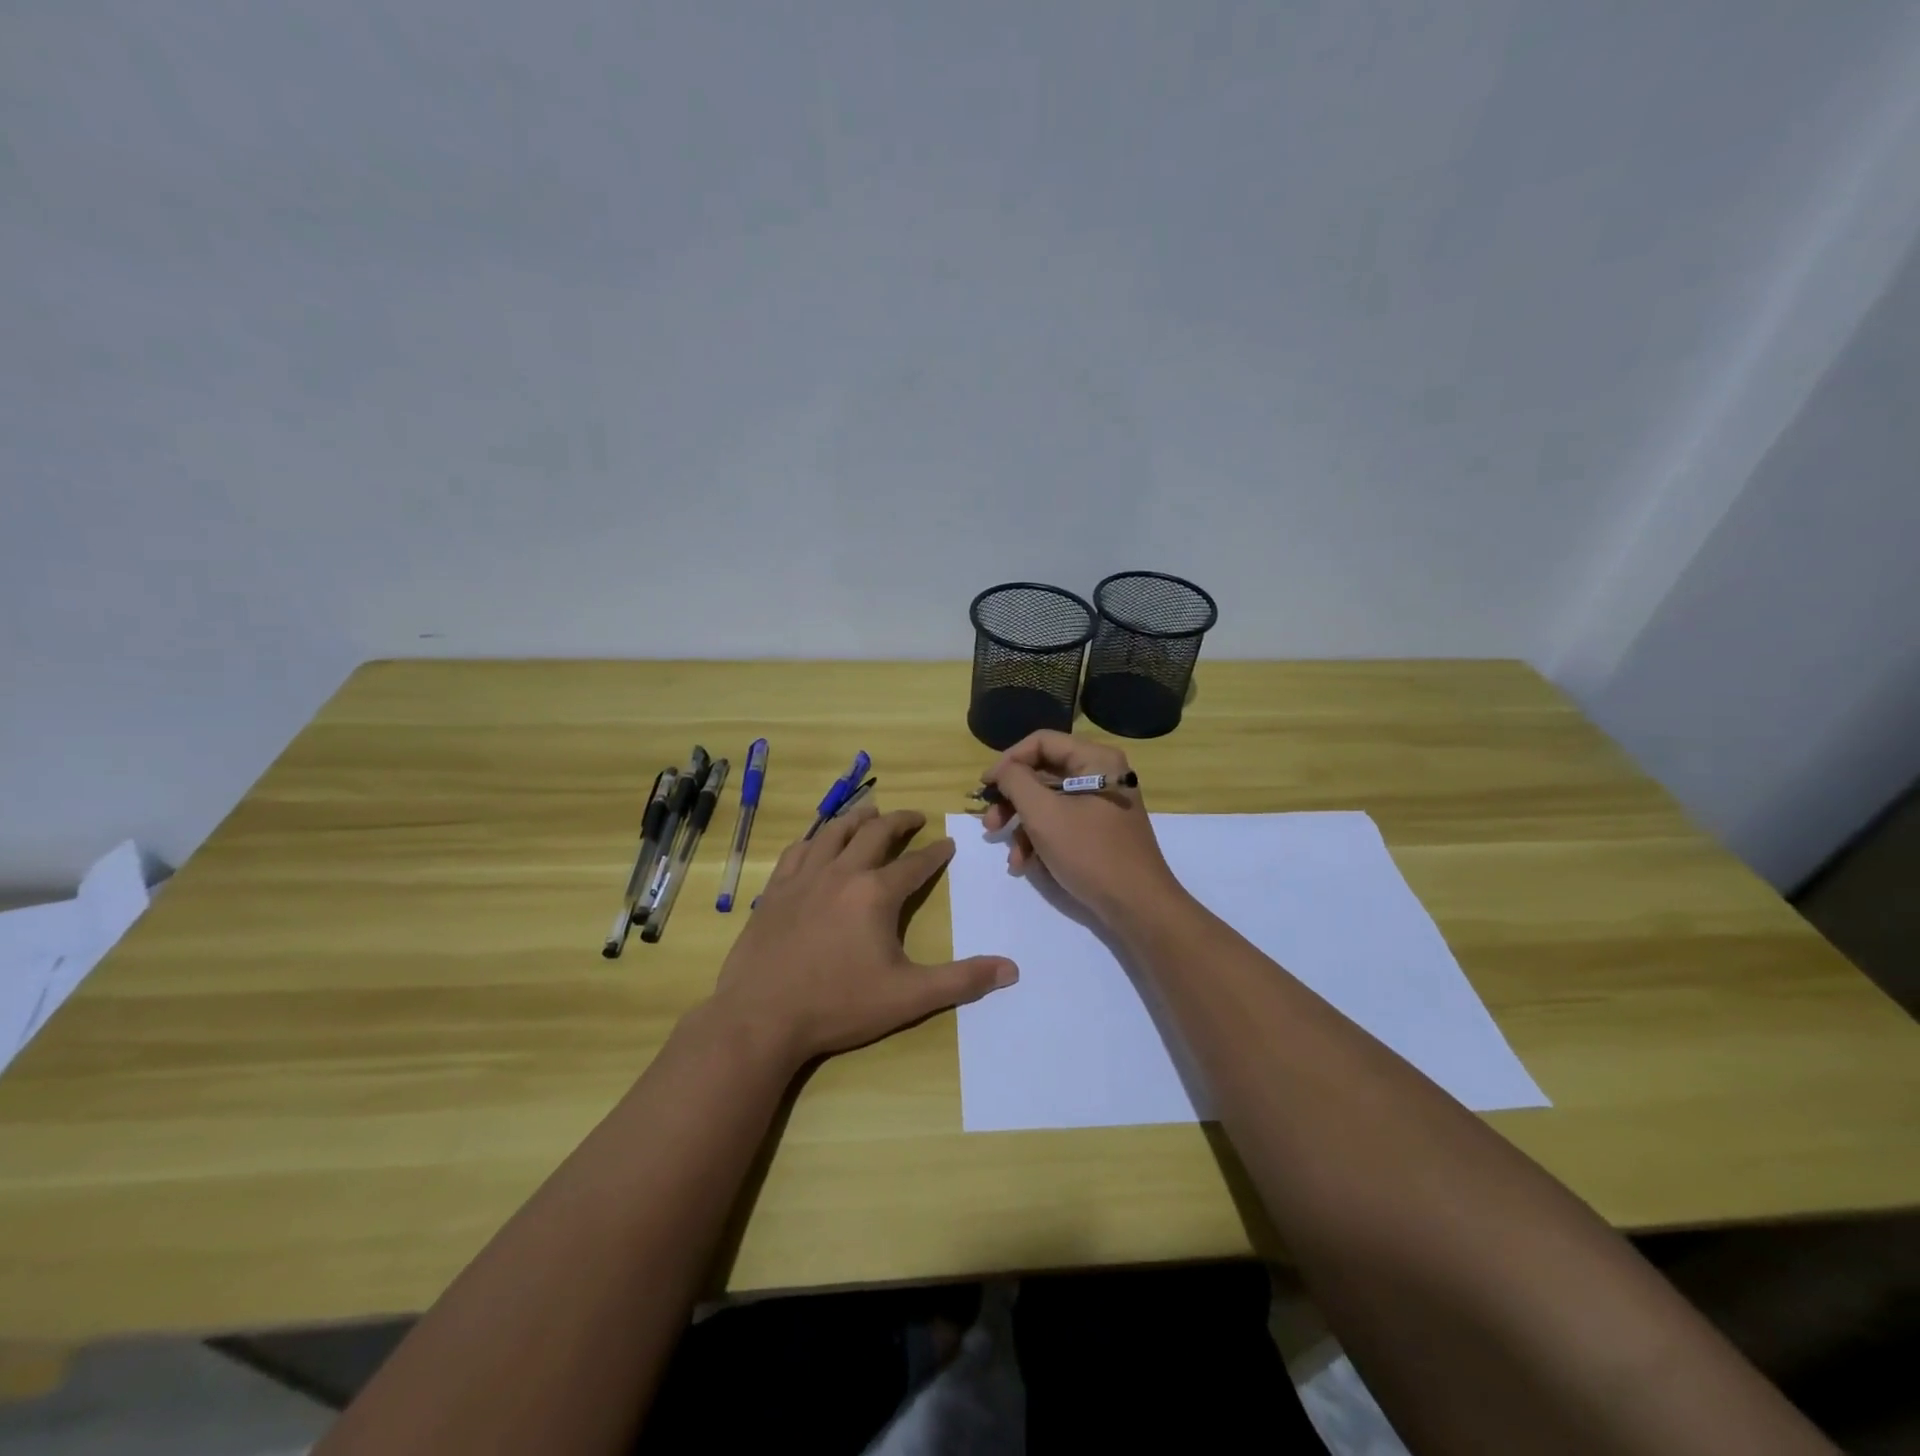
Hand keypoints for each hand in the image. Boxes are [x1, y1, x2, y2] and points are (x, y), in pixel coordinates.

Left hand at [711, 805, 1017, 1069]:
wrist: (760, 1018)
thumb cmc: (838, 1005)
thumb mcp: (908, 996)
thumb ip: (961, 980)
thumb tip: (1011, 970)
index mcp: (875, 893)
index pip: (915, 864)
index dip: (936, 852)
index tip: (947, 843)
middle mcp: (841, 873)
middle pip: (874, 833)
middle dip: (899, 821)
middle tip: (914, 816)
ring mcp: (803, 878)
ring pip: (833, 832)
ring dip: (856, 818)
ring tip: (869, 811)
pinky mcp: (774, 891)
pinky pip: (797, 851)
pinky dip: (814, 839)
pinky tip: (817, 842)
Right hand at [980, 731, 1181, 926]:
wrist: (1137, 905)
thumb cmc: (1090, 852)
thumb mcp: (1043, 814)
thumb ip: (1016, 782)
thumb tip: (1002, 771)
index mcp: (1095, 759)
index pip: (1041, 742)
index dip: (1008, 761)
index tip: (985, 787)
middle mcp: (1100, 774)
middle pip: (1042, 774)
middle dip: (1012, 801)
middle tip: (990, 825)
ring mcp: (1100, 804)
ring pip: (1048, 803)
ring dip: (1022, 828)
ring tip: (1011, 855)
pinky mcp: (1098, 831)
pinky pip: (1061, 824)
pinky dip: (1040, 841)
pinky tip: (1025, 865)